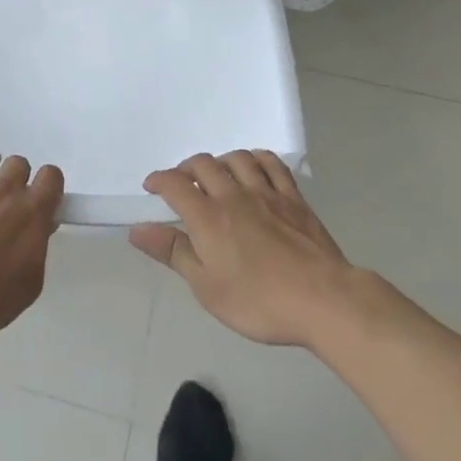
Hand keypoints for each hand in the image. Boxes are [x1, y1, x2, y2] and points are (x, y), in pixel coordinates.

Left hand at [0, 152, 63, 338]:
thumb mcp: (29, 284)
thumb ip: (37, 250)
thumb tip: (38, 232)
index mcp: (32, 211)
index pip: (51, 176)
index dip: (48, 184)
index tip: (42, 198)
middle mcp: (4, 190)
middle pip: (18, 163)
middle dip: (16, 176)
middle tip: (8, 198)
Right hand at [131, 152, 360, 347]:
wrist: (322, 299)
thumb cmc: (258, 301)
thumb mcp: (207, 287)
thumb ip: (173, 253)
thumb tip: (138, 230)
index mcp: (208, 217)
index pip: (175, 184)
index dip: (159, 180)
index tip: (151, 187)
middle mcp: (234, 195)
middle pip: (204, 165)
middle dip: (186, 168)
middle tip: (181, 182)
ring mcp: (266, 192)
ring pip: (237, 158)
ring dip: (220, 161)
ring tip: (216, 174)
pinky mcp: (293, 198)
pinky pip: (272, 164)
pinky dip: (257, 158)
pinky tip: (253, 166)